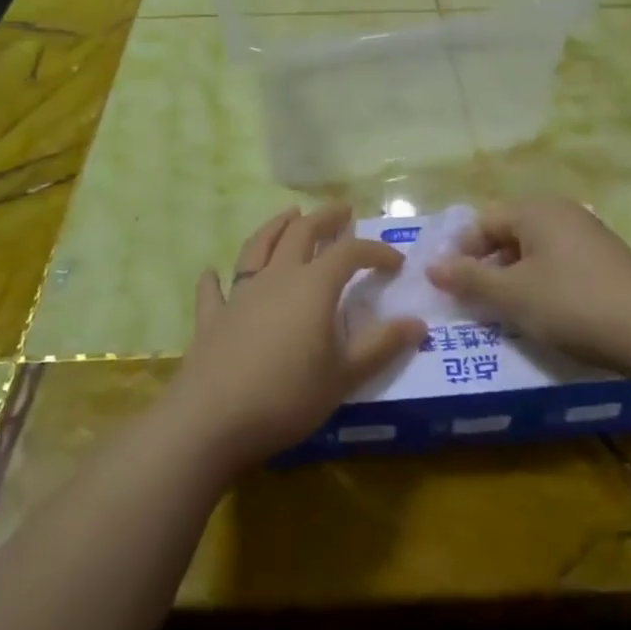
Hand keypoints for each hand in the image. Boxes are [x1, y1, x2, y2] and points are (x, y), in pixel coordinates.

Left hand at [164, 205, 425, 474]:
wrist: (212, 419)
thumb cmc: (287, 397)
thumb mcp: (344, 376)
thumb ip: (381, 346)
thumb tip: (418, 323)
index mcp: (313, 286)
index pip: (350, 252)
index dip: (375, 251)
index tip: (396, 262)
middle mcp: (276, 277)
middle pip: (302, 232)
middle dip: (325, 218)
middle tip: (342, 210)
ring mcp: (240, 293)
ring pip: (258, 246)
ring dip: (276, 226)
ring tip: (290, 214)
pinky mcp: (212, 317)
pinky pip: (214, 290)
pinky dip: (216, 278)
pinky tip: (213, 273)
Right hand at [426, 198, 630, 367]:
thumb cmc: (573, 305)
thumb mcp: (513, 295)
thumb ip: (469, 278)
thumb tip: (432, 266)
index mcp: (536, 210)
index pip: (482, 221)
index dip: (460, 252)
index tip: (448, 287)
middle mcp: (562, 213)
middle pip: (508, 233)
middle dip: (486, 266)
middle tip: (473, 301)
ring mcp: (588, 235)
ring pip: (533, 251)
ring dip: (512, 278)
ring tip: (504, 312)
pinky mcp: (607, 261)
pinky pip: (558, 264)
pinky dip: (540, 284)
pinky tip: (542, 313)